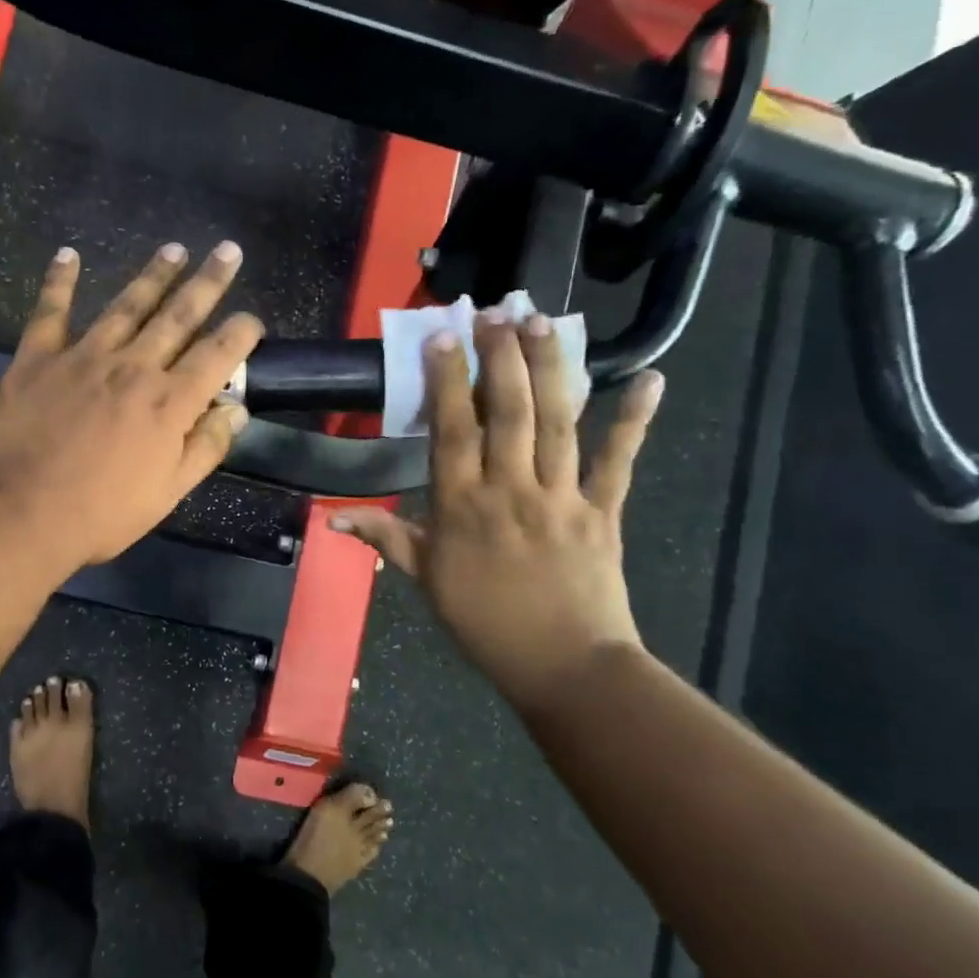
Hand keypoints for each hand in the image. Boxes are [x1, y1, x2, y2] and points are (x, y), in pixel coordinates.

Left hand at [0, 241, 263, 571]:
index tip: (251, 319)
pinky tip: (68, 255)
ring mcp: (82, 357)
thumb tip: (236, 410)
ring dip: (153, 275)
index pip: (217, 356)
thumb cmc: (99, 514)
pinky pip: (50, 312)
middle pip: (178, 316)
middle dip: (208, 282)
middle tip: (227, 251)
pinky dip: (58, 282)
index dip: (240, 333)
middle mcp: (132, 368)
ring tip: (174, 249)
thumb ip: (204, 448)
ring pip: (126, 305)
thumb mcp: (166, 495)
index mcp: (169, 403)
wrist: (17, 514)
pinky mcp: (37, 358)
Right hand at [333, 313, 662, 713]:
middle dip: (500, 358)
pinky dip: (632, 421)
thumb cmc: (484, 623)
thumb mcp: (426, 581)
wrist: (563, 667)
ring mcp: (561, 498)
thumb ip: (384, 538)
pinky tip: (648, 379)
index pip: (451, 432)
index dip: (446, 382)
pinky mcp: (602, 511)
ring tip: (543, 322)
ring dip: (550, 369)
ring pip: (555, 423)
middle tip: (498, 310)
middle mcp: (509, 491)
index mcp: (461, 507)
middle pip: (506, 413)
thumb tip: (330, 516)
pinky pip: (617, 461)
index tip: (444, 338)